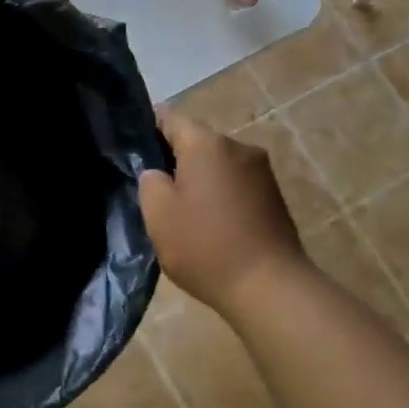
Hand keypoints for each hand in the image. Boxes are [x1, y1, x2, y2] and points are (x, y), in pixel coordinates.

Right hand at [138, 107, 307, 319]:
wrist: (271, 288)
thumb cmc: (206, 246)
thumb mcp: (159, 214)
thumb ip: (150, 182)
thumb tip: (157, 173)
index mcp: (207, 143)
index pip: (170, 119)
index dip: (149, 131)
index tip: (134, 154)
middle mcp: (238, 147)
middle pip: (197, 141)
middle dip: (175, 159)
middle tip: (154, 190)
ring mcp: (261, 172)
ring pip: (218, 164)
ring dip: (200, 180)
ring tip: (183, 212)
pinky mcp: (275, 197)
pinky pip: (236, 184)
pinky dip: (221, 196)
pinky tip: (211, 224)